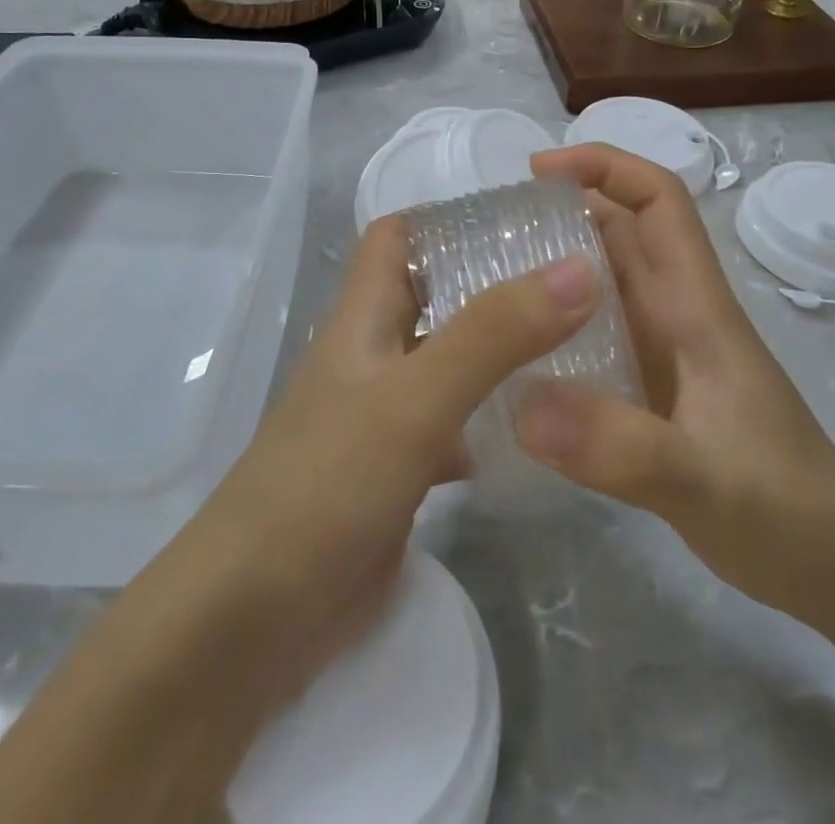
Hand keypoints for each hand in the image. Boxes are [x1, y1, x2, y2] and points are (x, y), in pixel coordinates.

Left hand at [173, 215, 603, 717]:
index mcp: (362, 316)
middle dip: (495, 281)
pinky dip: (493, 418)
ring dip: (501, 350)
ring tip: (581, 342)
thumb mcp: (414, 399)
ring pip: (450, 360)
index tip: (526, 216)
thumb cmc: (325, 483)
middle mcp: (372, 354)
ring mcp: (384, 414)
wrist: (252, 618)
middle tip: (578, 279)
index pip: (398, 237)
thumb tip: (577, 268)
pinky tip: (543, 428)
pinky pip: (454, 424)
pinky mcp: (399, 470)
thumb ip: (493, 335)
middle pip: (434, 294)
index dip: (450, 217)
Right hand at [515, 144, 834, 625]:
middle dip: (558, 211)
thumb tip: (522, 405)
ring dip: (549, 267)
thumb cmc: (786, 512)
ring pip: (600, 281)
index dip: (603, 166)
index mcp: (695, 306)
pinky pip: (591, 334)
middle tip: (486, 231)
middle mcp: (675, 314)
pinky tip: (511, 356)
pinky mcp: (648, 389)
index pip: (658, 201)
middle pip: (618, 231)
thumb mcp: (705, 482)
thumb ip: (622, 447)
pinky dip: (552, 326)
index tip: (535, 170)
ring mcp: (662, 351)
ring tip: (482, 283)